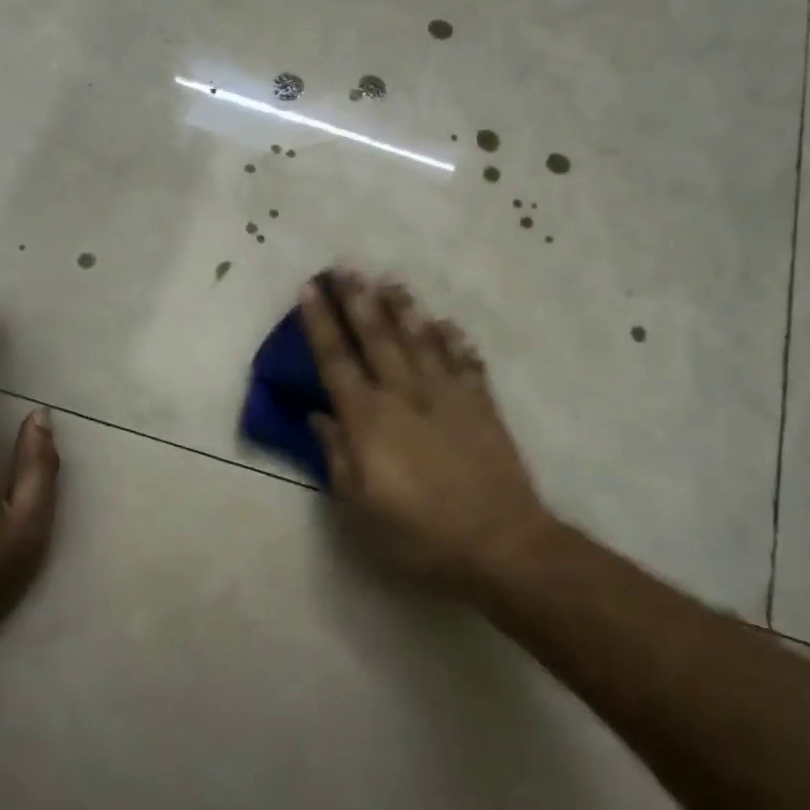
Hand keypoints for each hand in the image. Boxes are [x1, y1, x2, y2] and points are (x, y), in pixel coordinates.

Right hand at [299, 270, 554, 594]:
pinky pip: (466, 363)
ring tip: (390, 281)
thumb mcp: (360, 509)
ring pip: (422, 341)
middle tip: (346, 266)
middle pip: (378, 338)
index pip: (336, 361)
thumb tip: (319, 417)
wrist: (499, 543)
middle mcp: (406, 396)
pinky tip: (447, 323)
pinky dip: (455, 341)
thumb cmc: (418, 535)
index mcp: (369, 420)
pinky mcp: (482, 406)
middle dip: (359, 300)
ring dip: (404, 309)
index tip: (310, 288)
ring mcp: (448, 397)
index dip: (321, 323)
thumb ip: (337, 457)